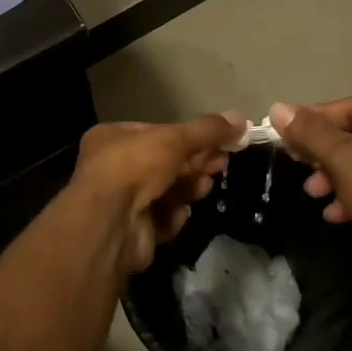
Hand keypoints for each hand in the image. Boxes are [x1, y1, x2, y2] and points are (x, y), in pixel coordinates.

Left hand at [64, 113, 242, 276]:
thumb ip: (208, 129)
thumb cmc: (135, 166)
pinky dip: (174, 215)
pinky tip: (181, 212)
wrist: (110, 223)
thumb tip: (241, 119)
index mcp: (112, 138)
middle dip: (195, 163)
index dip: (190, 137)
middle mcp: (112, 168)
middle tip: (222, 163)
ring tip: (206, 186)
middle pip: (164, 163)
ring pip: (165, 191)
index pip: (157, 133)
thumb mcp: (175, 138)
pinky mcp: (132, 231)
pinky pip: (161, 219)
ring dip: (188, 187)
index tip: (221, 140)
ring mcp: (121, 202)